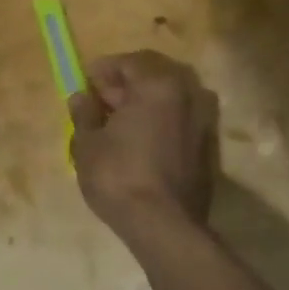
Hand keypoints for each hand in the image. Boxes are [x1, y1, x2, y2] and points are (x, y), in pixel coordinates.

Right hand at [70, 50, 217, 246]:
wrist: (165, 227)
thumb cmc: (119, 175)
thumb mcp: (87, 142)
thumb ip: (84, 113)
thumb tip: (81, 97)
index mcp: (158, 85)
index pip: (129, 62)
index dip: (103, 70)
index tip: (85, 84)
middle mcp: (187, 95)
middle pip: (151, 79)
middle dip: (123, 87)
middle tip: (98, 104)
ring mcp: (202, 124)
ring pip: (167, 103)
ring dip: (142, 107)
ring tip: (115, 127)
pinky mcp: (207, 151)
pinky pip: (177, 125)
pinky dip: (157, 126)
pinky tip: (137, 146)